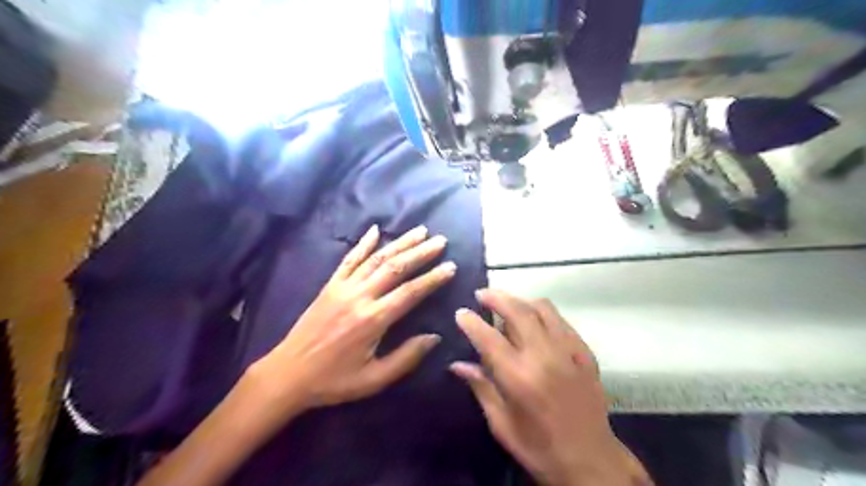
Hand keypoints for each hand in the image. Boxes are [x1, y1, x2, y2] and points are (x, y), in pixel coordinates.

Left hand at [249, 223, 455, 417]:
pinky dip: (363, 243)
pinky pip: (349, 259)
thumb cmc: (334, 381)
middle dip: (420, 252)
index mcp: (373, 320)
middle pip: (396, 268)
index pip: (410, 292)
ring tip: (420, 231)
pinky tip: (375, 230)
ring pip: (376, 259)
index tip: (451, 266)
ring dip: (400, 243)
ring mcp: (343, 288)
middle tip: (440, 240)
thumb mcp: (374, 380)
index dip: (433, 278)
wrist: (288, 374)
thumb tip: (435, 337)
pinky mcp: (330, 285)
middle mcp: (359, 297)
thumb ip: (406, 357)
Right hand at [454, 291, 648, 484]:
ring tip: (508, 305)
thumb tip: (457, 364)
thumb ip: (481, 388)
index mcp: (519, 377)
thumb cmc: (539, 447)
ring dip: (521, 301)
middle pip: (517, 311)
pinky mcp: (585, 353)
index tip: (460, 312)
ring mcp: (568, 351)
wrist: (591, 460)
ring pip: (543, 308)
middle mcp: (544, 356)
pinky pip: (562, 321)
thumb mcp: (502, 424)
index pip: (488, 338)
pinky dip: (544, 314)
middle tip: (481, 294)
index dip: (471, 321)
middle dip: (496, 297)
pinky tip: (536, 322)